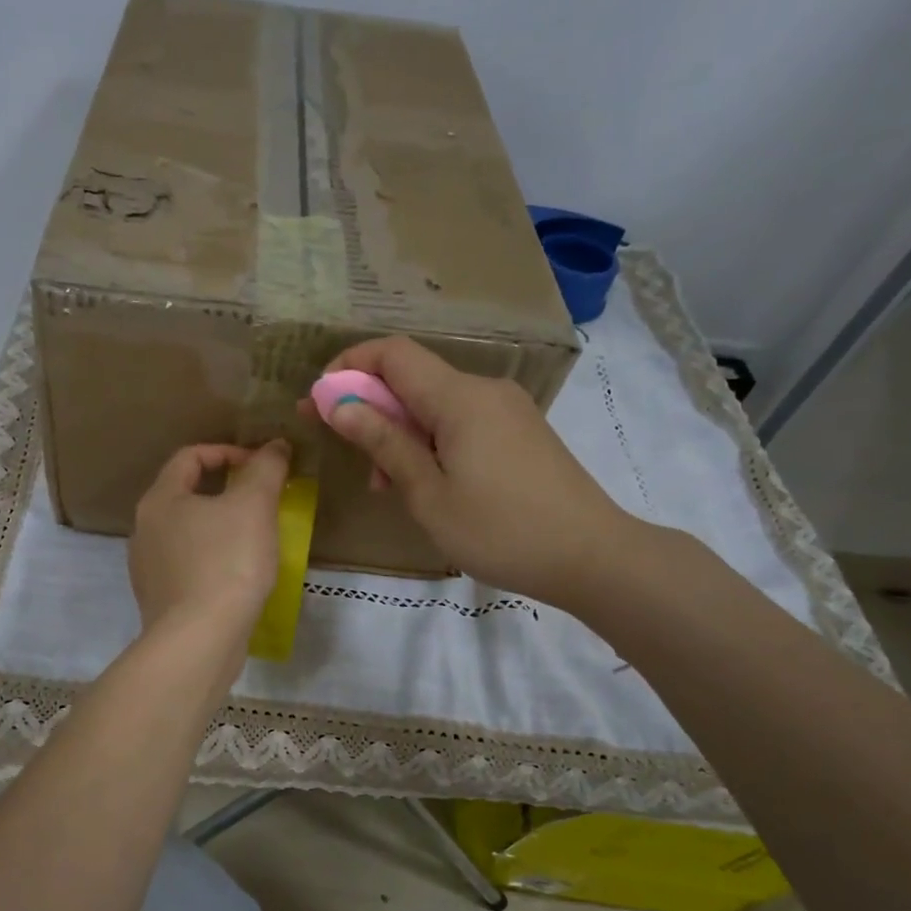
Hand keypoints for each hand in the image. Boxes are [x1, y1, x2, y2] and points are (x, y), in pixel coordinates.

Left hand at [129, 441, 289, 642]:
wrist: (199, 640)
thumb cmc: (226, 563)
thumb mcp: (254, 506)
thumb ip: (265, 468)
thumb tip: (275, 446)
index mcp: (159, 499)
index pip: (190, 456)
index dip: (228, 452)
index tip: (261, 466)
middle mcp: (144, 528)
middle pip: (186, 493)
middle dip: (226, 490)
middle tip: (261, 500)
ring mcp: (147, 567)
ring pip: (187, 532)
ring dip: (220, 526)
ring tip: (253, 537)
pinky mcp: (159, 599)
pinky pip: (188, 565)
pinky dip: (212, 559)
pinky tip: (237, 575)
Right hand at [316, 338, 636, 606]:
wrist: (592, 557)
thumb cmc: (499, 530)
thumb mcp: (428, 492)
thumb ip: (383, 442)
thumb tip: (339, 403)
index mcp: (459, 397)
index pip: (393, 353)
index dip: (350, 365)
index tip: (319, 400)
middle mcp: (484, 390)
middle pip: (412, 379)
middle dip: (370, 406)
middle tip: (342, 448)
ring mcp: (506, 410)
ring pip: (435, 405)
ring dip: (399, 432)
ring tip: (385, 484)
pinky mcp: (519, 433)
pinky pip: (460, 423)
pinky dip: (430, 442)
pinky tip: (423, 484)